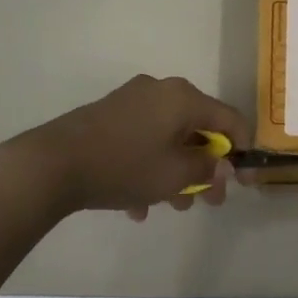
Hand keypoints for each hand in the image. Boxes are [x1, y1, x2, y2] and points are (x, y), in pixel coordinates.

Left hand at [0, 75, 250, 222]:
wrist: (53, 164)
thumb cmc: (124, 166)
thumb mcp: (175, 174)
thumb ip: (207, 168)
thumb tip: (222, 163)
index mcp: (183, 98)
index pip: (229, 118)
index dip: (242, 150)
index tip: (243, 181)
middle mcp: (161, 91)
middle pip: (197, 129)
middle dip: (205, 168)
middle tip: (207, 202)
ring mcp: (132, 101)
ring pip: (168, 138)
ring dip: (175, 172)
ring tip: (169, 207)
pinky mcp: (109, 115)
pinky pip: (142, 140)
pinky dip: (148, 167)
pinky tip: (136, 205)